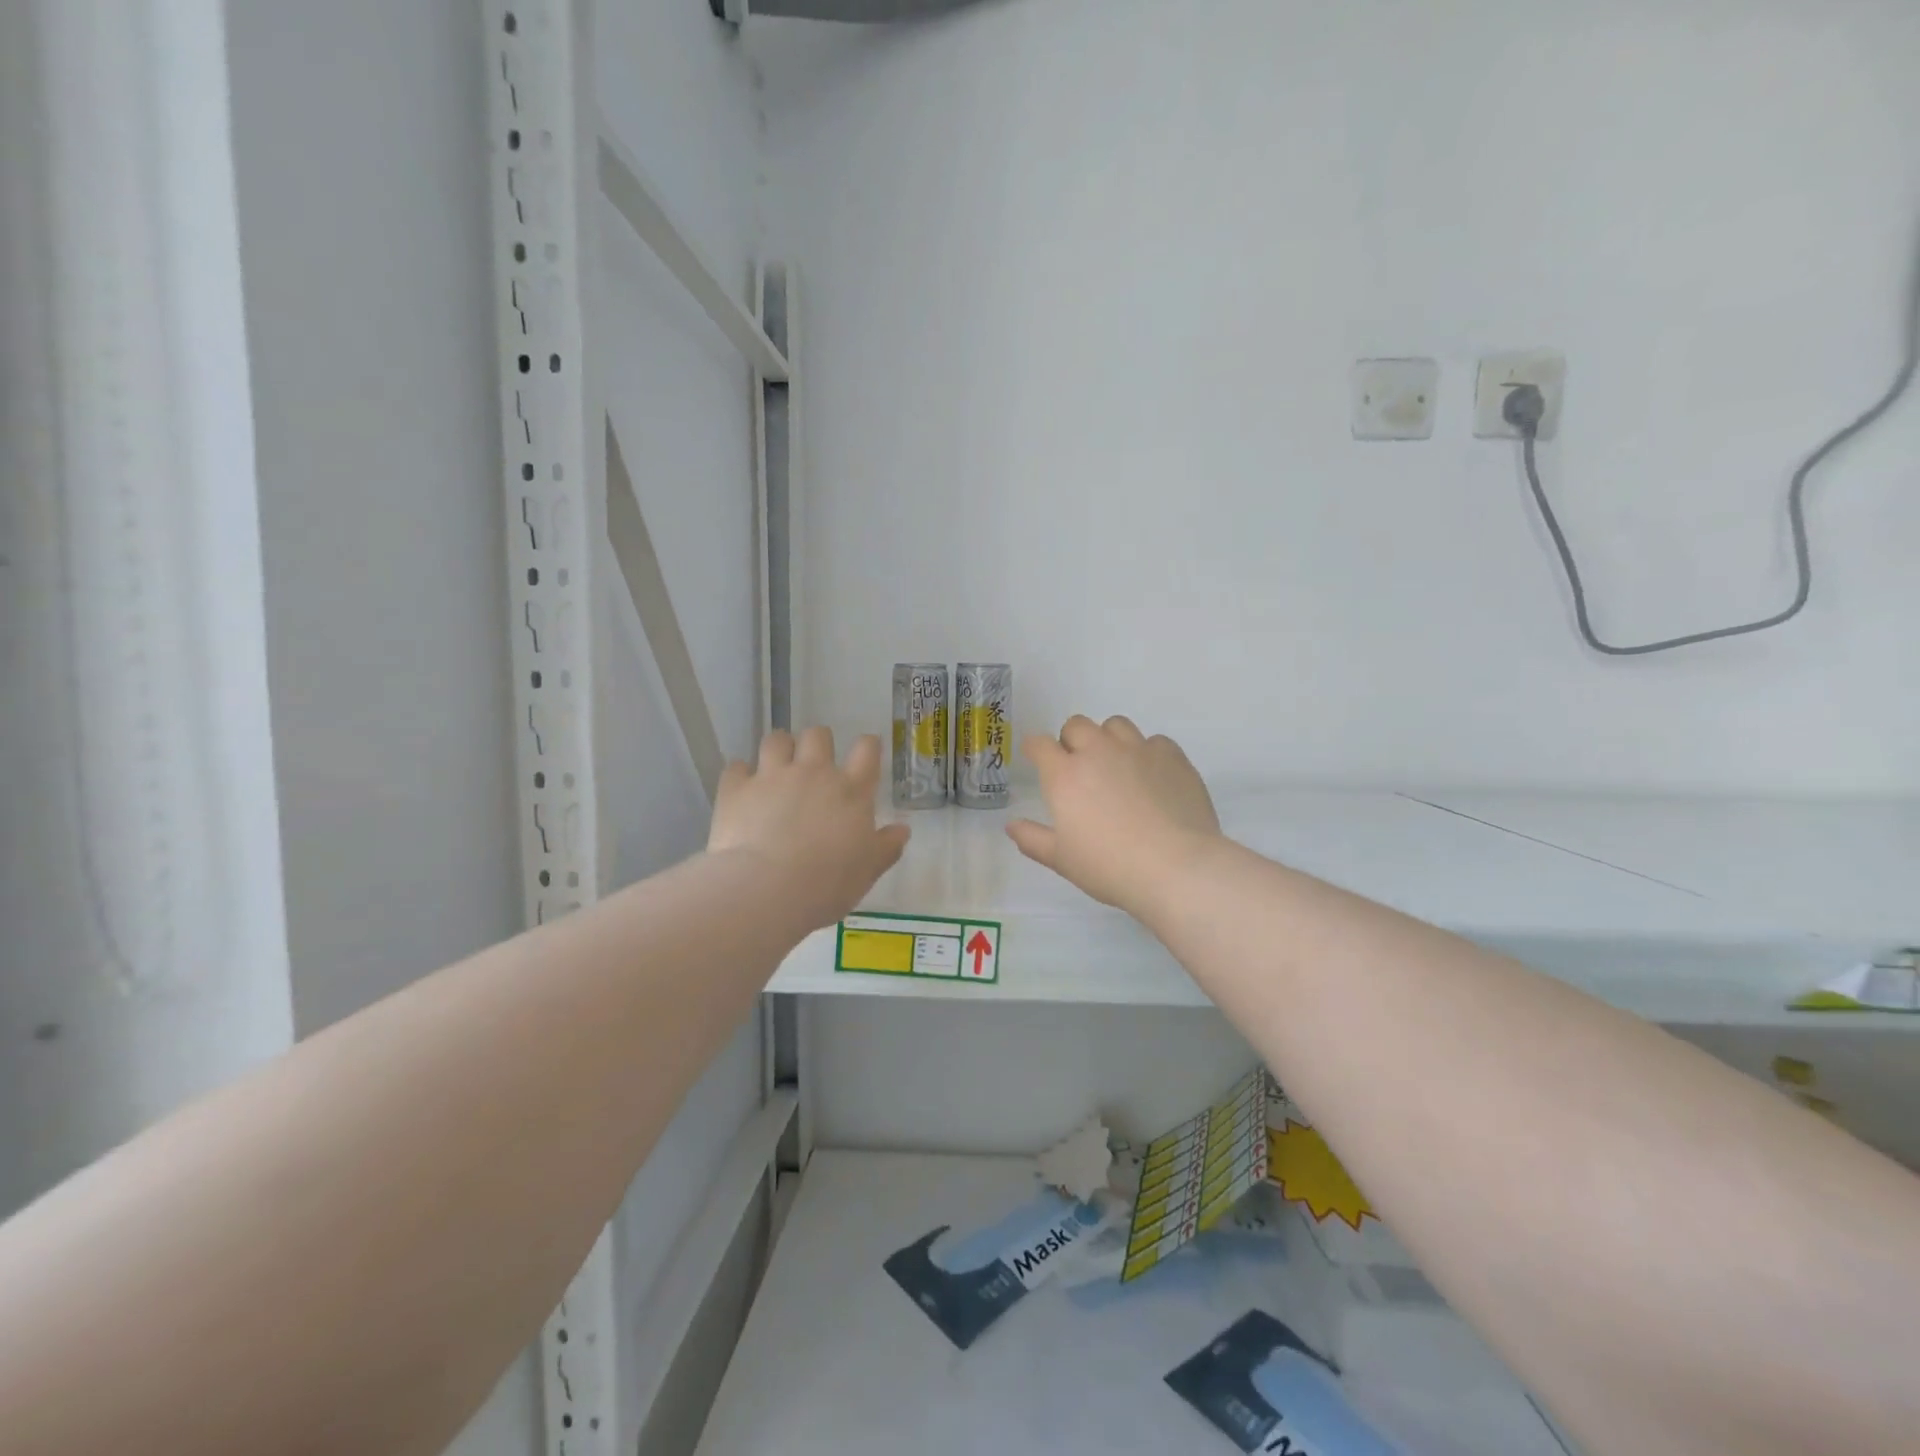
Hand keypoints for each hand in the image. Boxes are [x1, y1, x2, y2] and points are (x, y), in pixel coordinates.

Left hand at [709, 727, 909, 930]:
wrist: (767, 889)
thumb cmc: (827, 883)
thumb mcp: (867, 870)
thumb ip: (886, 846)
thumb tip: (903, 829)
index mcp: (851, 791)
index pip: (867, 750)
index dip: (867, 746)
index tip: (865, 751)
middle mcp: (813, 773)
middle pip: (818, 735)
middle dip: (816, 743)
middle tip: (813, 764)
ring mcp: (772, 776)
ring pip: (776, 740)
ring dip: (779, 749)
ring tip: (776, 768)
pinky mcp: (736, 788)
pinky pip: (736, 767)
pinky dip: (740, 775)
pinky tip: (742, 790)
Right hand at [1007, 715, 1220, 915]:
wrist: (1175, 867)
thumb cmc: (1109, 867)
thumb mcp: (1062, 860)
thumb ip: (1032, 839)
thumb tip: (1012, 825)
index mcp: (1065, 774)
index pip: (1039, 743)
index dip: (1035, 749)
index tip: (1037, 759)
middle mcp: (1098, 751)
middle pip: (1076, 725)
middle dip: (1072, 740)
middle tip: (1079, 769)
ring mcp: (1138, 749)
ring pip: (1116, 725)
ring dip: (1109, 739)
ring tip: (1116, 766)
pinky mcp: (1172, 756)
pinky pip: (1154, 742)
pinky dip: (1148, 753)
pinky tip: (1153, 778)